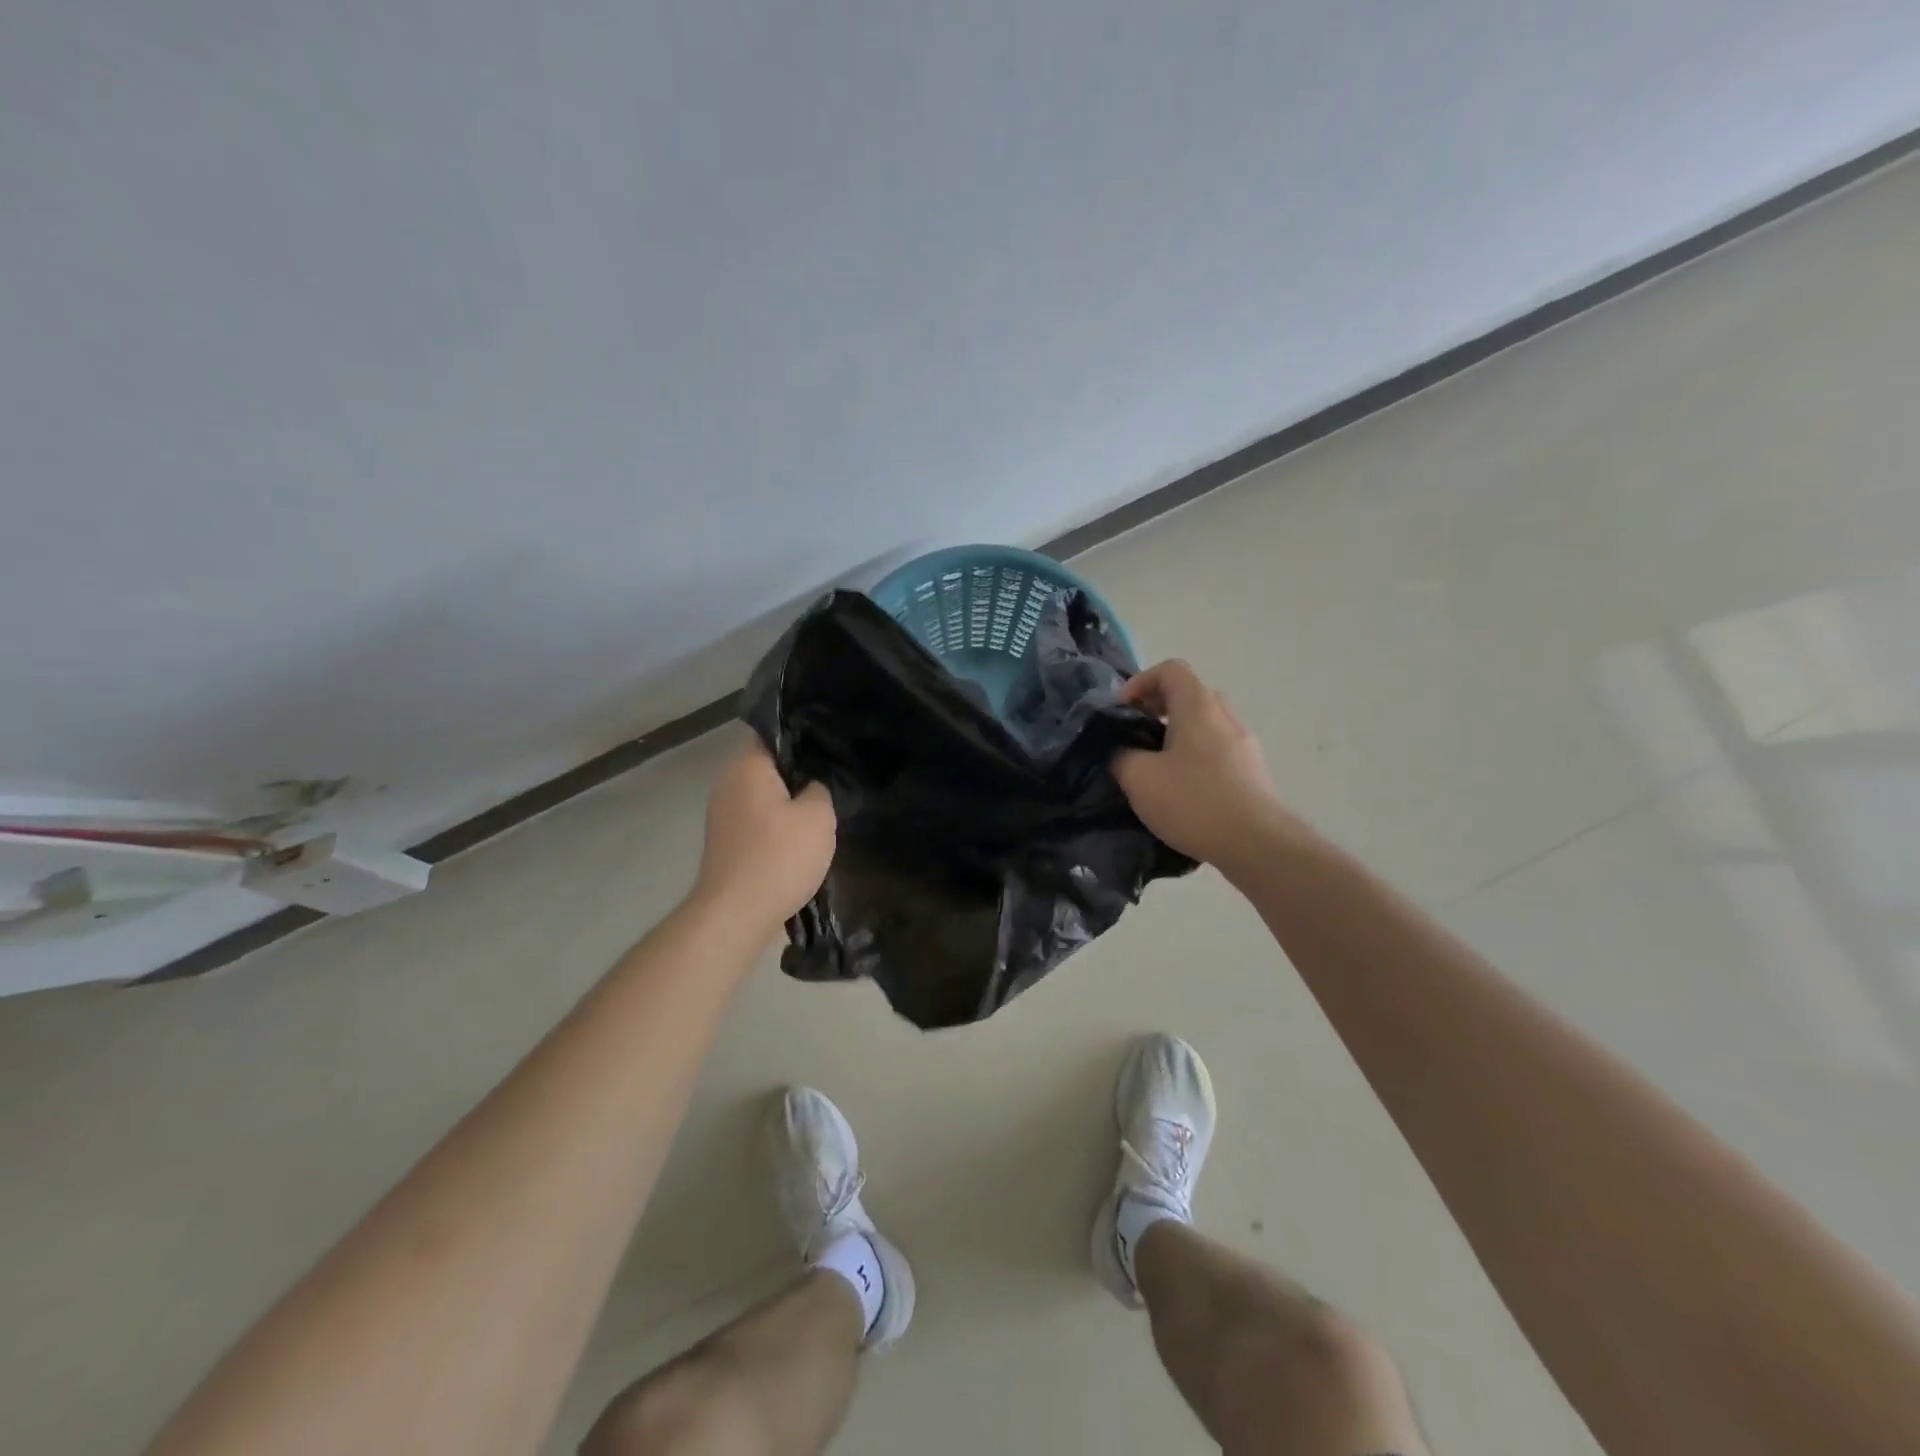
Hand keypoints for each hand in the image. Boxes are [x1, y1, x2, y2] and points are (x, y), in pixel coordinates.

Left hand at [692, 736, 835, 935]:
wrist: (736, 915)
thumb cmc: (779, 857)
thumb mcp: (818, 816)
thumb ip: (820, 787)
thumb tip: (813, 783)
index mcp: (747, 765)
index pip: (773, 730)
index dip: (803, 731)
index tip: (831, 739)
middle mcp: (728, 781)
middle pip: (768, 761)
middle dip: (799, 766)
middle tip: (834, 771)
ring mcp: (723, 812)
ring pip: (764, 791)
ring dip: (790, 796)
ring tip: (824, 802)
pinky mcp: (726, 839)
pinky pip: (757, 815)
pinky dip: (778, 819)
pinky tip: (802, 832)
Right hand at [1113, 659, 1282, 867]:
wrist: (1257, 844)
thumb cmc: (1194, 801)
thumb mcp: (1139, 778)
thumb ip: (1121, 755)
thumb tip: (1121, 751)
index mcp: (1198, 707)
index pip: (1170, 669)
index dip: (1140, 682)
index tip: (1122, 711)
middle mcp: (1225, 717)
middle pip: (1189, 695)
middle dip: (1157, 710)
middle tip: (1135, 737)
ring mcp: (1244, 746)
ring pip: (1204, 726)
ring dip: (1176, 737)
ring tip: (1155, 769)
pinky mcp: (1252, 773)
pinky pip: (1217, 751)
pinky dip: (1194, 758)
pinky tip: (1181, 792)